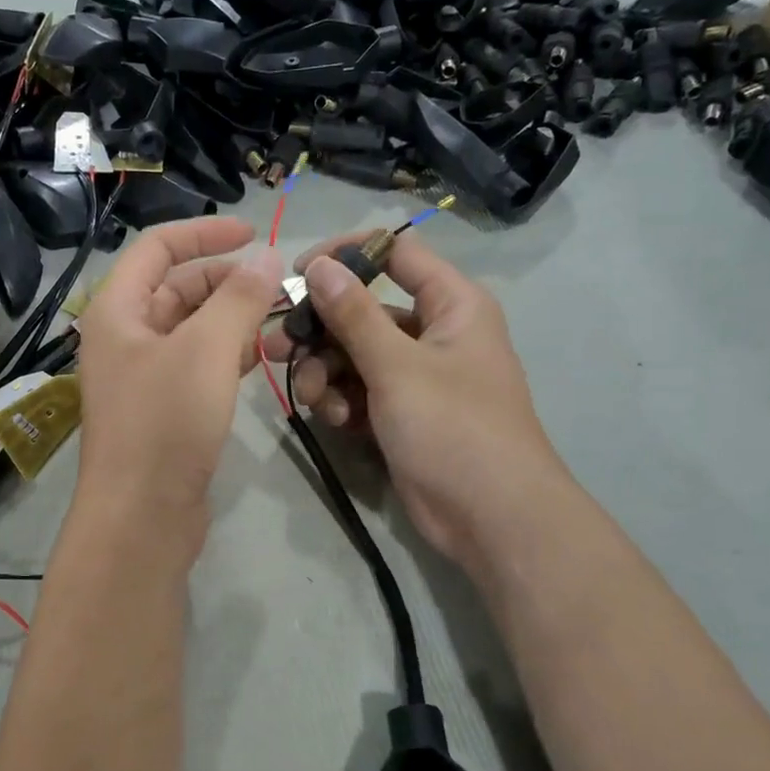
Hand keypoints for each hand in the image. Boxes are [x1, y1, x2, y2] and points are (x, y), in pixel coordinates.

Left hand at [76, 218, 282, 530]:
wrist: (142, 517)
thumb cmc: (166, 424)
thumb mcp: (206, 351)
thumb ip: (239, 298)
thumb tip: (266, 255)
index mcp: (117, 310)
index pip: (157, 248)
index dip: (204, 232)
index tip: (254, 232)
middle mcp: (124, 336)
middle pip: (178, 287)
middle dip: (228, 281)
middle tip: (279, 288)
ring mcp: (143, 375)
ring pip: (192, 328)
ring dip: (234, 319)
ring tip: (282, 323)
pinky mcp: (163, 407)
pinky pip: (197, 364)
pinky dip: (228, 354)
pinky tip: (262, 357)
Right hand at [261, 232, 566, 567]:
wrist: (491, 518)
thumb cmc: (453, 428)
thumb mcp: (397, 367)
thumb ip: (354, 314)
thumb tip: (320, 266)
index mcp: (451, 304)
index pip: (396, 252)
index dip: (347, 255)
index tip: (300, 273)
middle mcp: (434, 332)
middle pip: (364, 309)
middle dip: (321, 330)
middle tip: (278, 346)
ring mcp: (417, 375)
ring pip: (354, 354)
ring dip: (325, 372)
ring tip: (312, 398)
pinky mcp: (401, 412)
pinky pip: (360, 390)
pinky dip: (342, 401)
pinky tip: (335, 421)